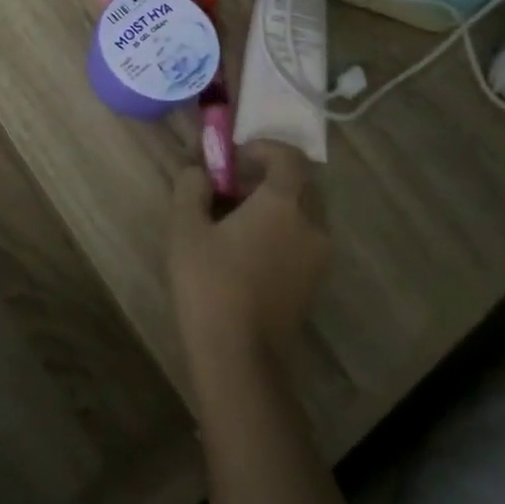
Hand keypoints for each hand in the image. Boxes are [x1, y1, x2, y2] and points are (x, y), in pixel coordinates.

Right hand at [167, 141, 329, 380]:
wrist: (239, 355)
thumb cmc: (209, 283)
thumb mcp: (185, 228)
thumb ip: (191, 188)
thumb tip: (199, 172)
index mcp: (284, 203)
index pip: (289, 156)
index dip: (262, 148)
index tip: (234, 159)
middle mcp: (312, 223)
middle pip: (301, 183)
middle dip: (269, 176)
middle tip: (232, 187)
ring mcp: (319, 255)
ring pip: (305, 212)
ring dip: (277, 204)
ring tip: (238, 220)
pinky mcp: (315, 282)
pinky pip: (305, 238)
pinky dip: (284, 230)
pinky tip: (250, 250)